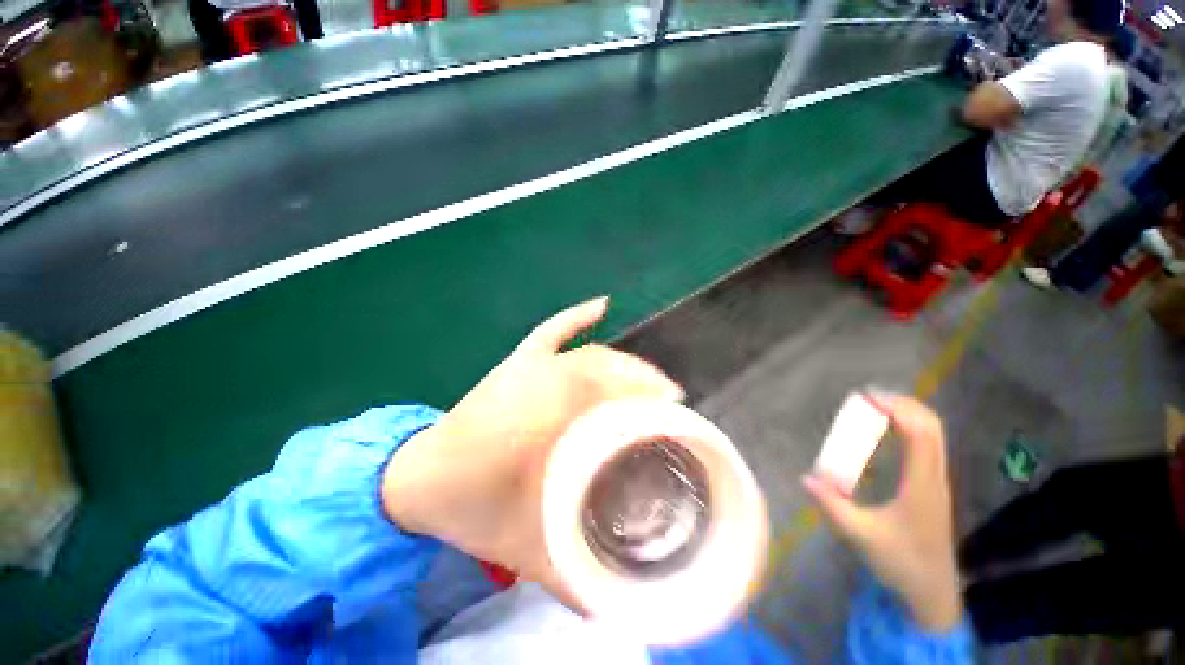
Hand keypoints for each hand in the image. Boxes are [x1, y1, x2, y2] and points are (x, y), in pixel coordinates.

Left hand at [381, 297, 683, 607]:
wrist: (417, 485)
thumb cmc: (469, 512)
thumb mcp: (527, 551)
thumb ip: (574, 580)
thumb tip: (621, 605)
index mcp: (543, 417)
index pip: (606, 391)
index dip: (646, 395)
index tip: (677, 409)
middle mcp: (542, 382)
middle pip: (605, 370)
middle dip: (644, 382)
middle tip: (672, 405)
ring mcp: (529, 367)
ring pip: (590, 354)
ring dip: (626, 363)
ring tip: (652, 381)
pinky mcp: (518, 362)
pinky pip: (553, 332)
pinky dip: (577, 317)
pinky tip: (603, 306)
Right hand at [802, 394, 961, 631]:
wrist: (933, 591)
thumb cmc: (901, 562)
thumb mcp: (861, 536)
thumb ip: (832, 506)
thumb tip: (805, 478)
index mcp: (921, 485)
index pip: (920, 435)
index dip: (898, 410)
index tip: (868, 399)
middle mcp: (934, 477)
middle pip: (932, 427)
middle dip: (904, 404)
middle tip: (869, 398)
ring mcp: (937, 481)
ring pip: (933, 435)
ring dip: (909, 414)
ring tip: (876, 408)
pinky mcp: (932, 486)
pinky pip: (928, 446)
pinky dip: (911, 428)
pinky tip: (888, 433)